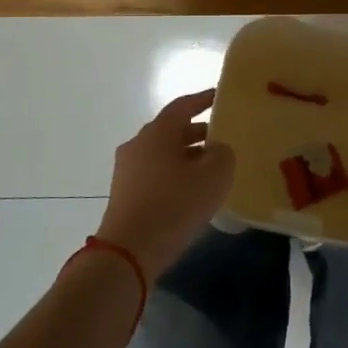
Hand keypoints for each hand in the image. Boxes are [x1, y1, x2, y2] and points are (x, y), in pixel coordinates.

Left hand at [97, 90, 235, 280]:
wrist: (129, 251)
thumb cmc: (175, 205)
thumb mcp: (214, 176)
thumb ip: (222, 154)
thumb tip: (216, 149)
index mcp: (157, 132)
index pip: (182, 106)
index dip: (203, 100)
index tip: (220, 96)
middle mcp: (138, 144)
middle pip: (171, 130)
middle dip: (197, 133)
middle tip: (222, 139)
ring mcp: (127, 170)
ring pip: (163, 154)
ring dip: (187, 157)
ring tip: (211, 169)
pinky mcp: (125, 194)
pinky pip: (155, 174)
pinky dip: (175, 175)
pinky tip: (192, 193)